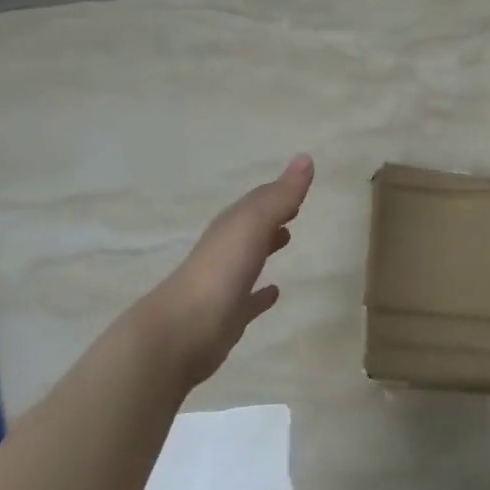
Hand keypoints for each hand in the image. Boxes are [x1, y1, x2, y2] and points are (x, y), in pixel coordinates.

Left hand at [138, 155, 314, 387]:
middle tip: (296, 208)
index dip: (278, 192)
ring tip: (288, 239)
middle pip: (251, 226)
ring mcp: (225, 284)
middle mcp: (225, 250)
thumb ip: (279, 196)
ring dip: (266, 246)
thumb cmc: (221, 270)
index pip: (257, 201)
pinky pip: (249, 300)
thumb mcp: (252, 224)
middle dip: (271, 215)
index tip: (300, 185)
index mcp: (231, 226)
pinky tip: (274, 293)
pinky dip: (261, 293)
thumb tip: (305, 158)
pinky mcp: (228, 317)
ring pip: (249, 259)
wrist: (183, 330)